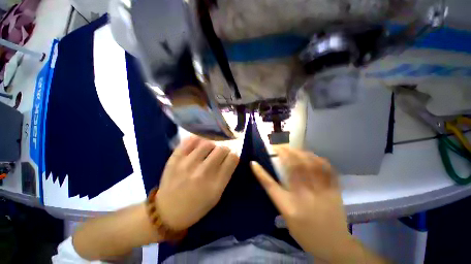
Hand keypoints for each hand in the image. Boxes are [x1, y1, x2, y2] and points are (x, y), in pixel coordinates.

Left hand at [156, 136, 238, 229]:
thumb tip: (229, 157)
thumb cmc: (196, 206)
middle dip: (224, 150)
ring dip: (211, 146)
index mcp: (216, 184)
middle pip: (222, 149)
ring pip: (207, 143)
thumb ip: (225, 175)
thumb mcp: (216, 196)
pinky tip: (197, 146)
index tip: (229, 158)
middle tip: (220, 154)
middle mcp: (203, 173)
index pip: (232, 159)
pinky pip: (189, 141)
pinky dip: (196, 141)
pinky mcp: (174, 159)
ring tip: (208, 150)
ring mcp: (187, 164)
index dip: (233, 156)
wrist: (167, 212)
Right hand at [251, 146, 352, 262]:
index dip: (260, 173)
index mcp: (290, 207)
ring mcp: (322, 192)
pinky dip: (317, 159)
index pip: (270, 186)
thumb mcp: (287, 217)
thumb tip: (269, 178)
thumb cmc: (305, 233)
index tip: (253, 162)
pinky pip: (327, 169)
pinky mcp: (334, 191)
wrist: (334, 245)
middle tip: (277, 147)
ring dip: (299, 152)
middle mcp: (305, 197)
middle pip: (293, 168)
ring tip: (291, 148)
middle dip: (284, 153)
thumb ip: (279, 196)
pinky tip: (310, 155)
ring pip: (310, 164)